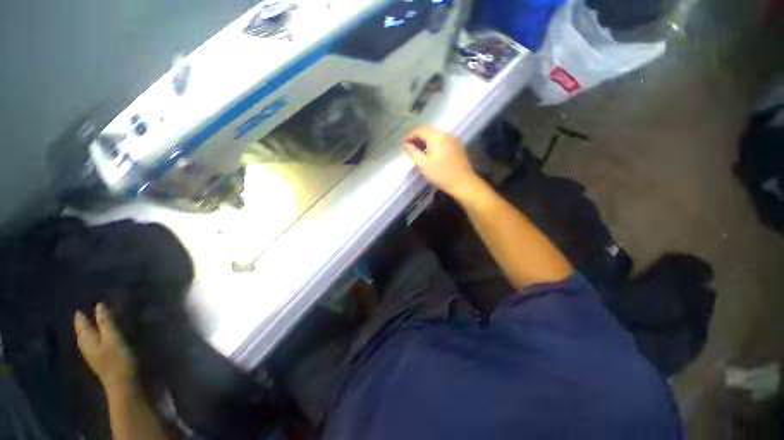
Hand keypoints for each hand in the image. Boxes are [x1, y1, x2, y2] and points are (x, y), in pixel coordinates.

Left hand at [74, 303, 136, 392]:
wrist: (122, 383)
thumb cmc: (117, 358)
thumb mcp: (113, 338)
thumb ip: (106, 322)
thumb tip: (99, 305)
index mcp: (87, 340)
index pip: (81, 326)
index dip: (80, 317)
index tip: (78, 309)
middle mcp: (86, 347)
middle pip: (82, 333)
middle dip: (82, 324)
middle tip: (82, 315)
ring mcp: (93, 355)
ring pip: (87, 340)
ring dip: (88, 331)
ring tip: (89, 325)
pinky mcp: (100, 360)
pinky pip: (93, 345)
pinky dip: (94, 338)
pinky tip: (98, 339)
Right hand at [403, 126, 480, 199]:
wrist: (462, 182)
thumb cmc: (440, 174)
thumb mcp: (423, 164)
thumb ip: (413, 152)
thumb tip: (406, 144)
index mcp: (436, 137)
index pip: (419, 131)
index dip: (410, 136)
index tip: (403, 144)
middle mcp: (445, 134)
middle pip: (428, 131)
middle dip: (418, 138)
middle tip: (410, 147)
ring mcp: (453, 140)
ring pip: (436, 136)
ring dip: (426, 141)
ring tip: (419, 151)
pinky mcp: (457, 147)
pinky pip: (442, 141)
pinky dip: (434, 144)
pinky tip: (430, 153)